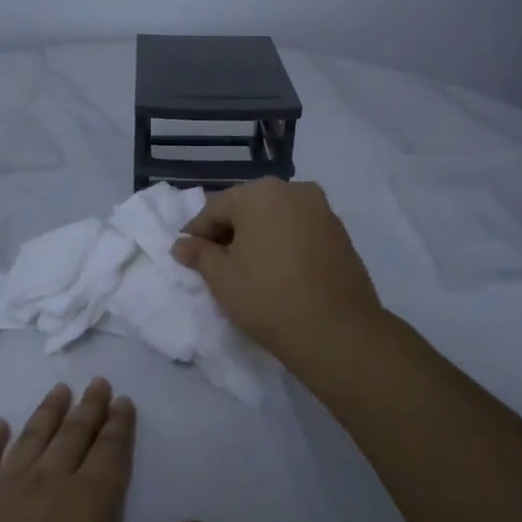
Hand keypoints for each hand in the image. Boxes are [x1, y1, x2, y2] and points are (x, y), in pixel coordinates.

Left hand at [0, 379, 213, 521]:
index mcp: (86, 504)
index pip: (109, 453)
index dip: (119, 426)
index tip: (123, 400)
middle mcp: (45, 483)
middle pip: (72, 436)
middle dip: (88, 409)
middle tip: (98, 383)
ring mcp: (0, 490)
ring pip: (31, 439)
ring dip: (47, 412)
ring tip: (60, 390)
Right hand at [170, 178, 386, 372]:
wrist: (336, 331)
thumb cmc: (267, 297)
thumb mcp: (222, 278)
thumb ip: (198, 254)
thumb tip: (181, 244)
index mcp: (259, 193)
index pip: (215, 208)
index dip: (197, 232)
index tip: (185, 254)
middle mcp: (293, 190)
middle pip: (248, 207)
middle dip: (229, 231)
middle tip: (214, 261)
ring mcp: (321, 209)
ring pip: (276, 216)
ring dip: (257, 235)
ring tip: (246, 267)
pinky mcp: (340, 232)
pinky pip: (299, 229)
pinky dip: (283, 242)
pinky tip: (276, 269)